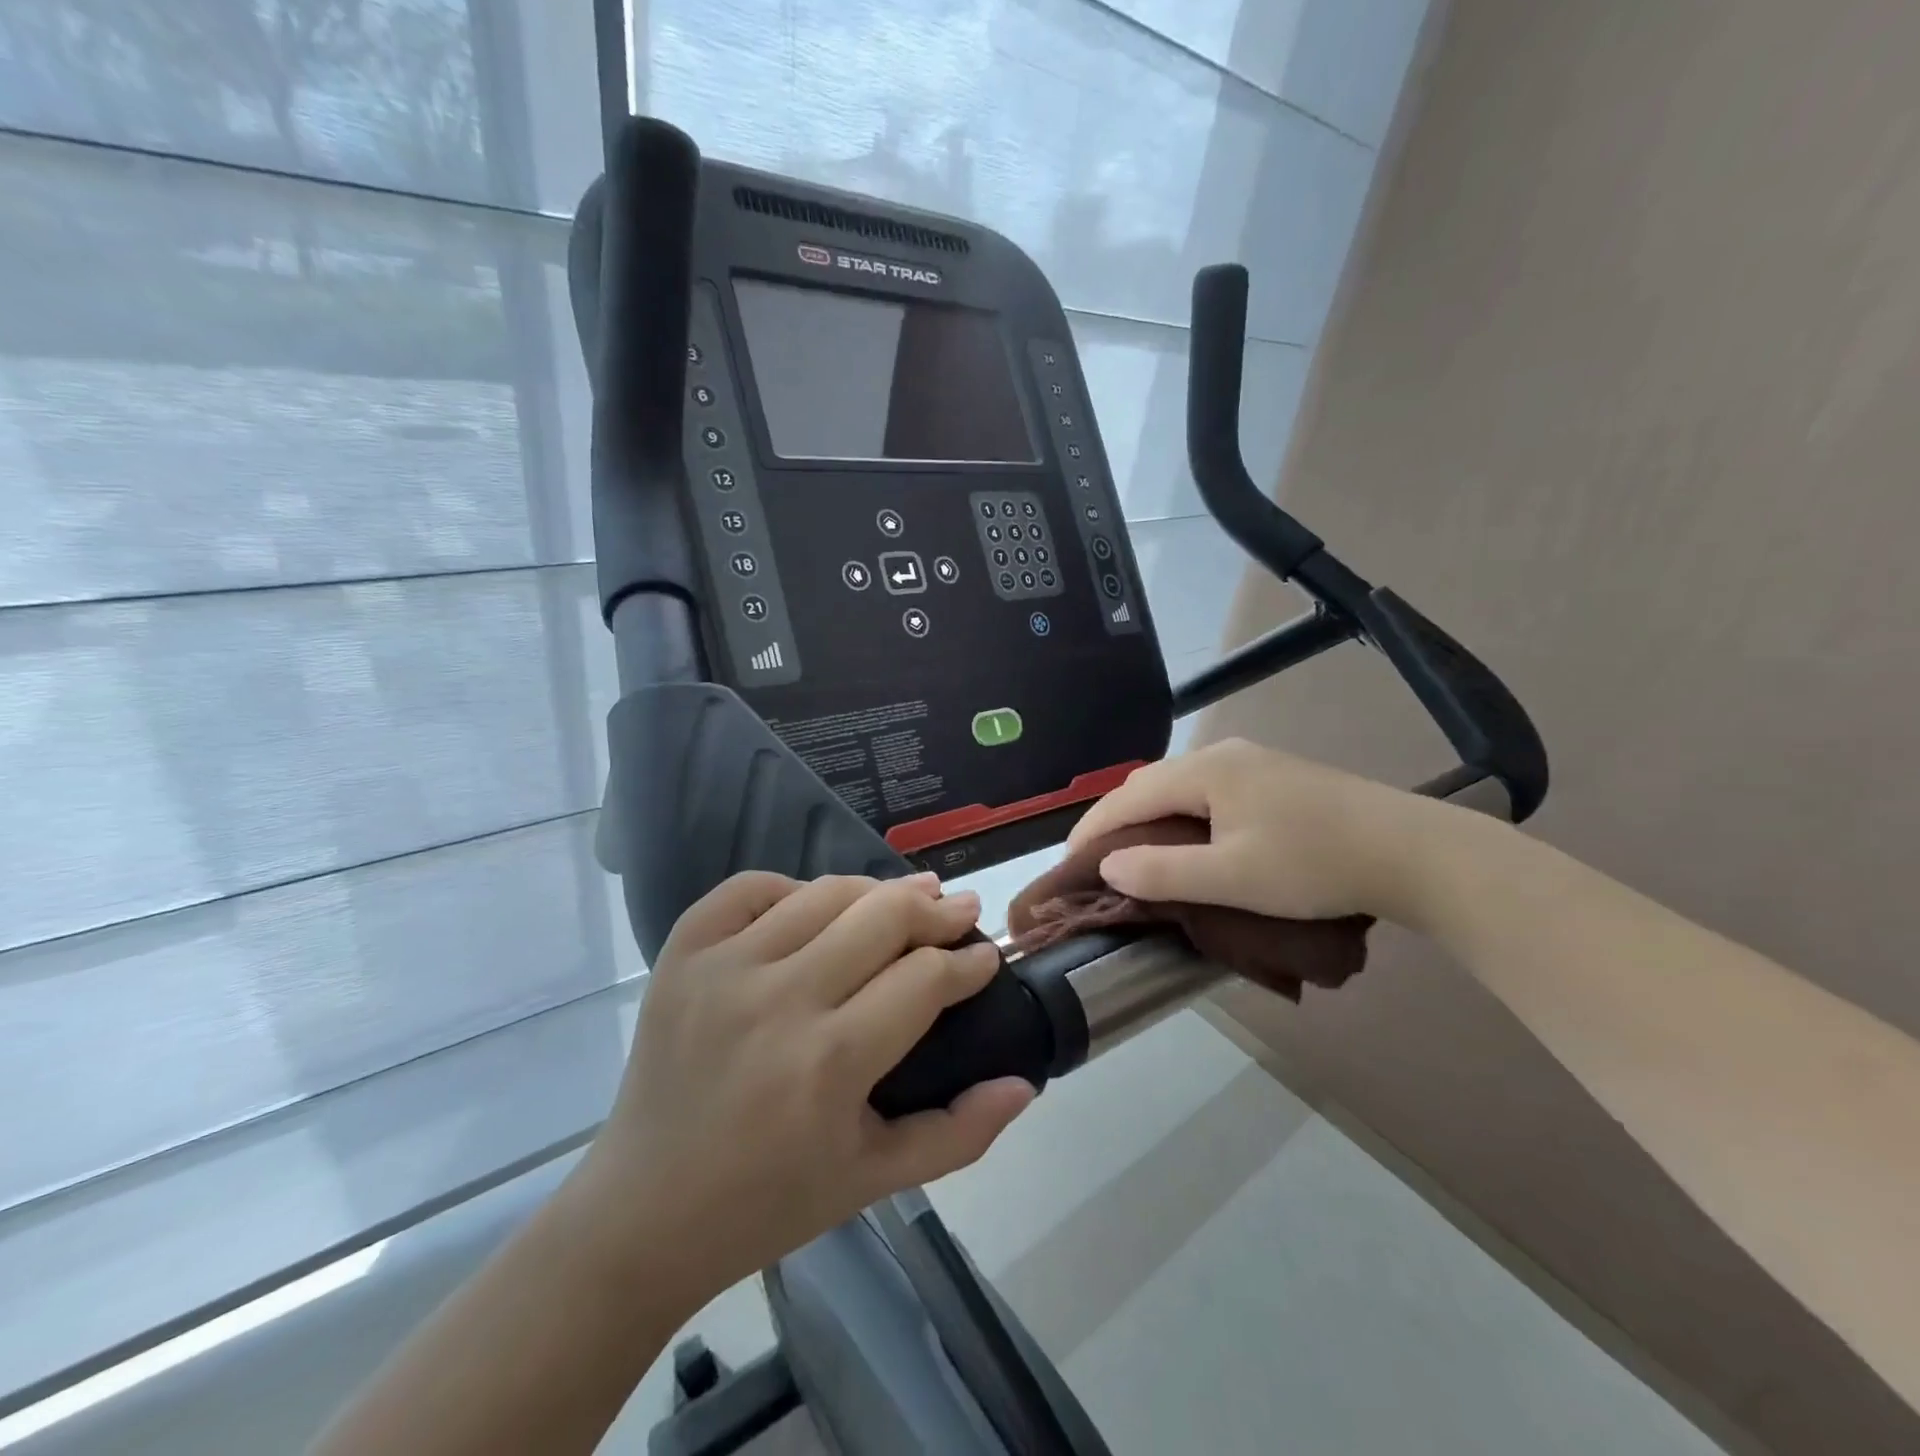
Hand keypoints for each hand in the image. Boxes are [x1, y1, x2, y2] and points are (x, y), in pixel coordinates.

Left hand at [572, 872, 1033, 1309]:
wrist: (642, 1213)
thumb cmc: (768, 1203)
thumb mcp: (875, 1180)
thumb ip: (959, 1133)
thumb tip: (1025, 1084)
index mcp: (830, 1063)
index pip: (923, 978)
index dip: (967, 962)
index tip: (985, 957)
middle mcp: (778, 1000)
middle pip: (882, 917)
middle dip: (935, 909)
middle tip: (960, 909)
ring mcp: (723, 969)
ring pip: (825, 892)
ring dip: (876, 890)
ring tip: (906, 898)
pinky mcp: (682, 955)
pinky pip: (750, 888)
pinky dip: (793, 887)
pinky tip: (816, 907)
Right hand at [1067, 738, 1443, 922]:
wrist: (1411, 851)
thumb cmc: (1314, 865)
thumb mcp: (1232, 878)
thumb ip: (1163, 872)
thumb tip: (1108, 865)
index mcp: (1205, 771)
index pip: (1128, 795)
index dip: (1093, 828)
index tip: (1070, 863)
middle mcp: (1223, 755)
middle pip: (1150, 783)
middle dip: (1116, 818)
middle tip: (1098, 860)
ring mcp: (1252, 761)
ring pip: (1179, 784)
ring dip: (1149, 814)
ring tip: (1136, 850)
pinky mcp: (1275, 776)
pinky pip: (1206, 789)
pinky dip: (1180, 812)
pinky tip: (1188, 834)